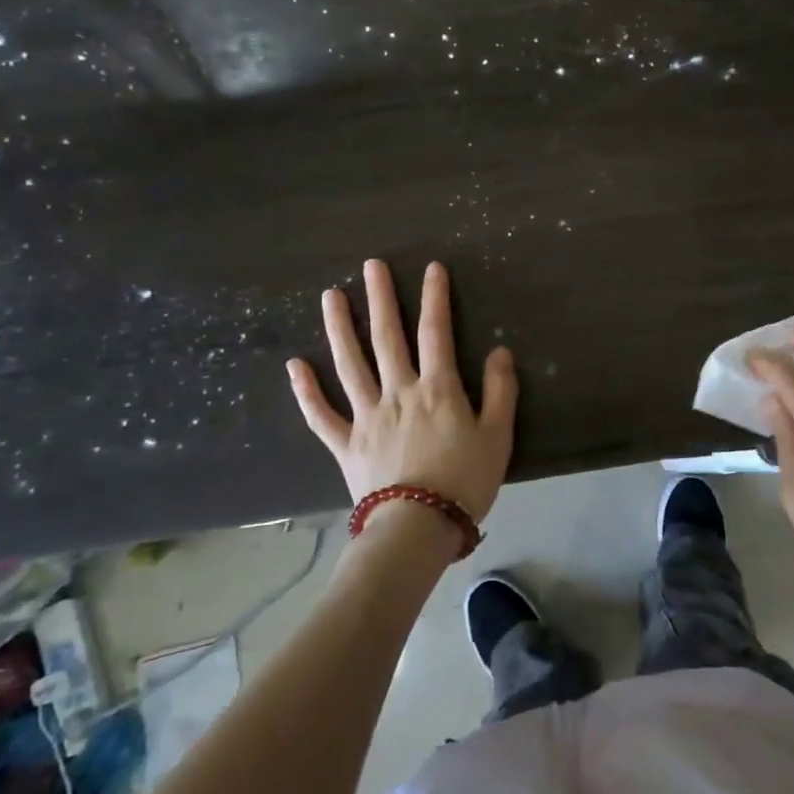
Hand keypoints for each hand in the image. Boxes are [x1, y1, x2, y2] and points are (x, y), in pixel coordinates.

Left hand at [287, 259, 516, 523]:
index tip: (431, 268)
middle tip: (371, 266)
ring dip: (339, 328)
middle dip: (381, 298)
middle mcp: (398, 392)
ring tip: (330, 295)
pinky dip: (306, 390)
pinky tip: (294, 365)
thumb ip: (499, 391)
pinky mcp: (345, 443)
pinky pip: (321, 414)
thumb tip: (499, 351)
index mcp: (437, 389)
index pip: (436, 332)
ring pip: (349, 364)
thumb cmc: (465, 481)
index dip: (435, 298)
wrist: (419, 527)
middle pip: (387, 337)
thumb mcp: (497, 436)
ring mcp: (366, 416)